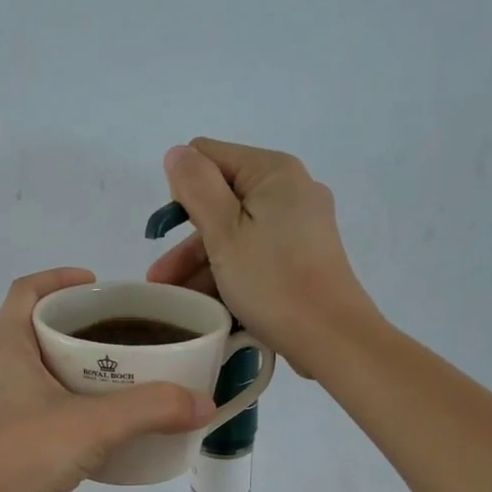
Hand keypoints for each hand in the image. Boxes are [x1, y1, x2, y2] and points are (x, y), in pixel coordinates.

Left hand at [0, 268, 213, 491]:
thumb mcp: (93, 425)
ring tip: (133, 374)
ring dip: (87, 368)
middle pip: (43, 328)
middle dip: (86, 325)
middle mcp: (1, 368)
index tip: (101, 286)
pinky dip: (82, 405)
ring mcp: (5, 406)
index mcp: (6, 345)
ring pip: (50, 370)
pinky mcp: (14, 438)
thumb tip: (205, 403)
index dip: (60, 277)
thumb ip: (152, 409)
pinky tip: (115, 422)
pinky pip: (52, 407)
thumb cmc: (22, 455)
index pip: (27, 290)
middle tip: (131, 333)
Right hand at [146, 139, 377, 377]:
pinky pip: (254, 254)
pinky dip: (228, 274)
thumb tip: (178, 153)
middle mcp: (290, 189)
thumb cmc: (273, 281)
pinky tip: (204, 303)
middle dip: (186, 240)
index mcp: (273, 172)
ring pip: (235, 233)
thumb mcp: (224, 233)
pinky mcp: (302, 257)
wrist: (331, 338)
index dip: (182, 191)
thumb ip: (196, 187)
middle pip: (221, 200)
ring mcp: (299, 225)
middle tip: (160, 280)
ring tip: (174, 300)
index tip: (168, 234)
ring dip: (201, 264)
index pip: (209, 157)